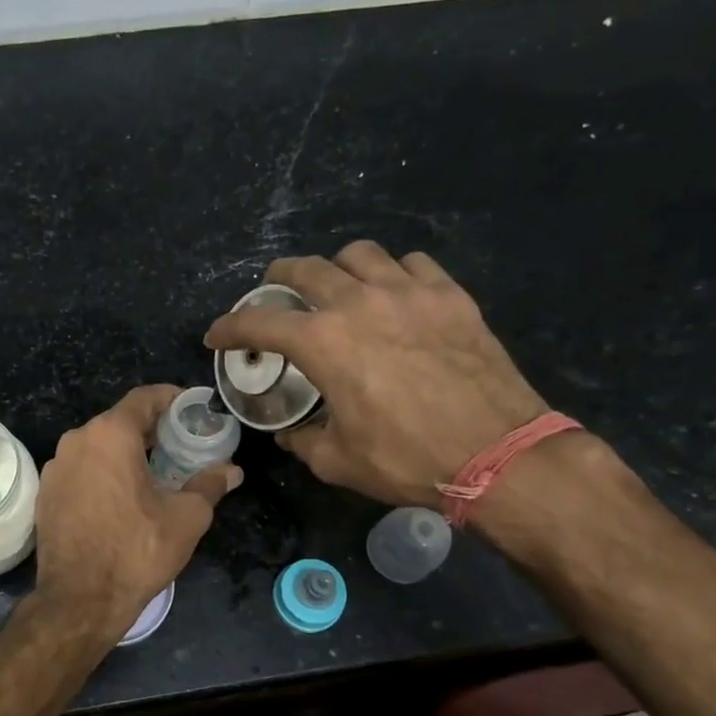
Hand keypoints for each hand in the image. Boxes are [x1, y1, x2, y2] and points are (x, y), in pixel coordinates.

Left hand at [32, 385, 242, 639]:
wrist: (79, 599)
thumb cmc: (137, 551)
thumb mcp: (186, 518)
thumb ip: (209, 485)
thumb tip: (232, 471)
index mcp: (110, 435)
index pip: (144, 398)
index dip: (172, 398)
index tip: (192, 408)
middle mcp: (77, 441)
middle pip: (119, 421)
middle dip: (151, 429)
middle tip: (180, 445)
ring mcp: (56, 467)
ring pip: (98, 446)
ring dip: (126, 452)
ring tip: (154, 472)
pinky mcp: (46, 493)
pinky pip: (81, 469)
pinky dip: (103, 472)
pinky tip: (121, 497)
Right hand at [204, 241, 547, 508]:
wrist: (498, 454)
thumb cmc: (407, 459)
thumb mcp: (337, 461)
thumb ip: (303, 440)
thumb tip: (292, 432)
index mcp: (324, 343)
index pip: (260, 322)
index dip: (230, 327)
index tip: (217, 335)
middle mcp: (360, 303)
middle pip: (306, 268)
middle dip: (279, 278)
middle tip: (276, 293)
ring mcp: (410, 292)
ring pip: (361, 254)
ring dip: (338, 268)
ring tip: (339, 287)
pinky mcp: (451, 296)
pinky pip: (413, 264)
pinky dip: (393, 274)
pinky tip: (396, 295)